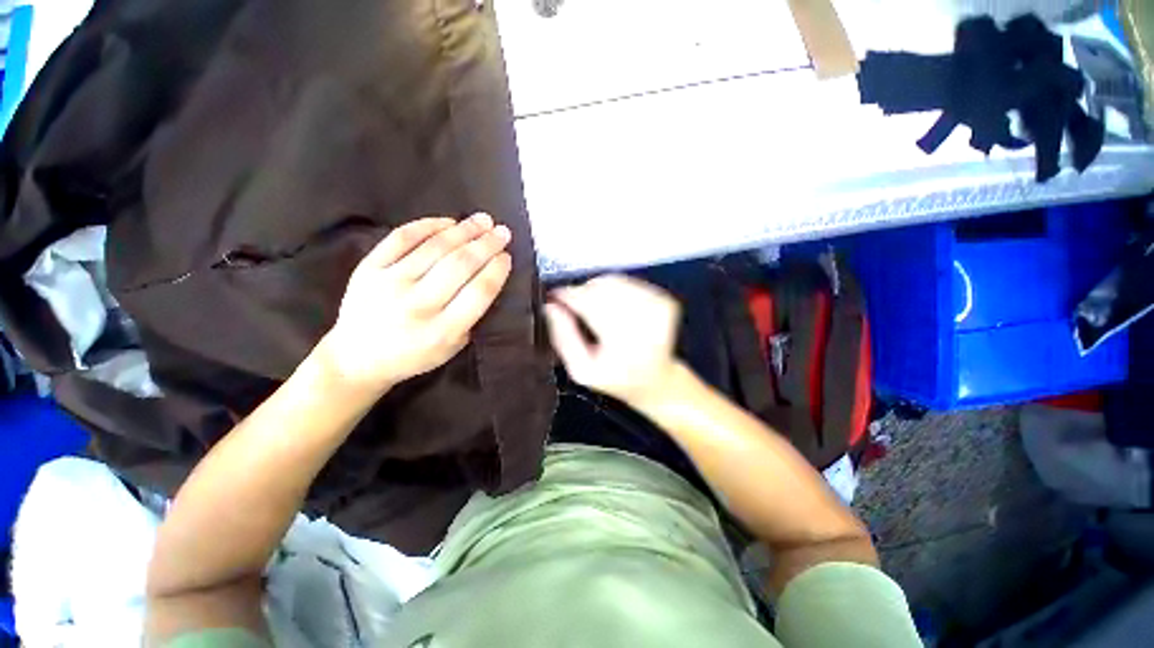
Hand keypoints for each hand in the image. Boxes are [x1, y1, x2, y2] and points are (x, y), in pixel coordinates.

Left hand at [321, 214, 512, 390]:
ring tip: (483, 220)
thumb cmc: (413, 356)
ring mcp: (390, 283)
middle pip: (460, 266)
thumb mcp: (451, 348)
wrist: (357, 358)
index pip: (479, 292)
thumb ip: (470, 317)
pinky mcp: (369, 268)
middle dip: (486, 245)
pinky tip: (448, 221)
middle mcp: (417, 305)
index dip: (496, 270)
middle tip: (502, 232)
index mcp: (442, 331)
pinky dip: (427, 226)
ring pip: (435, 248)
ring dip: (464, 230)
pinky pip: (402, 238)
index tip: (507, 256)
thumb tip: (487, 277)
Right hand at [545, 275, 682, 408]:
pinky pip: (628, 282)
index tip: (553, 298)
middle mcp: (646, 319)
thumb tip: (550, 306)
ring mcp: (659, 307)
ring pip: (615, 281)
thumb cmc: (616, 379)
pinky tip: (612, 309)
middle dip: (581, 293)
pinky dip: (614, 290)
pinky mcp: (665, 300)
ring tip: (593, 311)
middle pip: (602, 288)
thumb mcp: (581, 370)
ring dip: (597, 290)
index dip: (567, 296)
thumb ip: (563, 338)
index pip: (590, 303)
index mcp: (625, 343)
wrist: (657, 381)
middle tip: (572, 307)